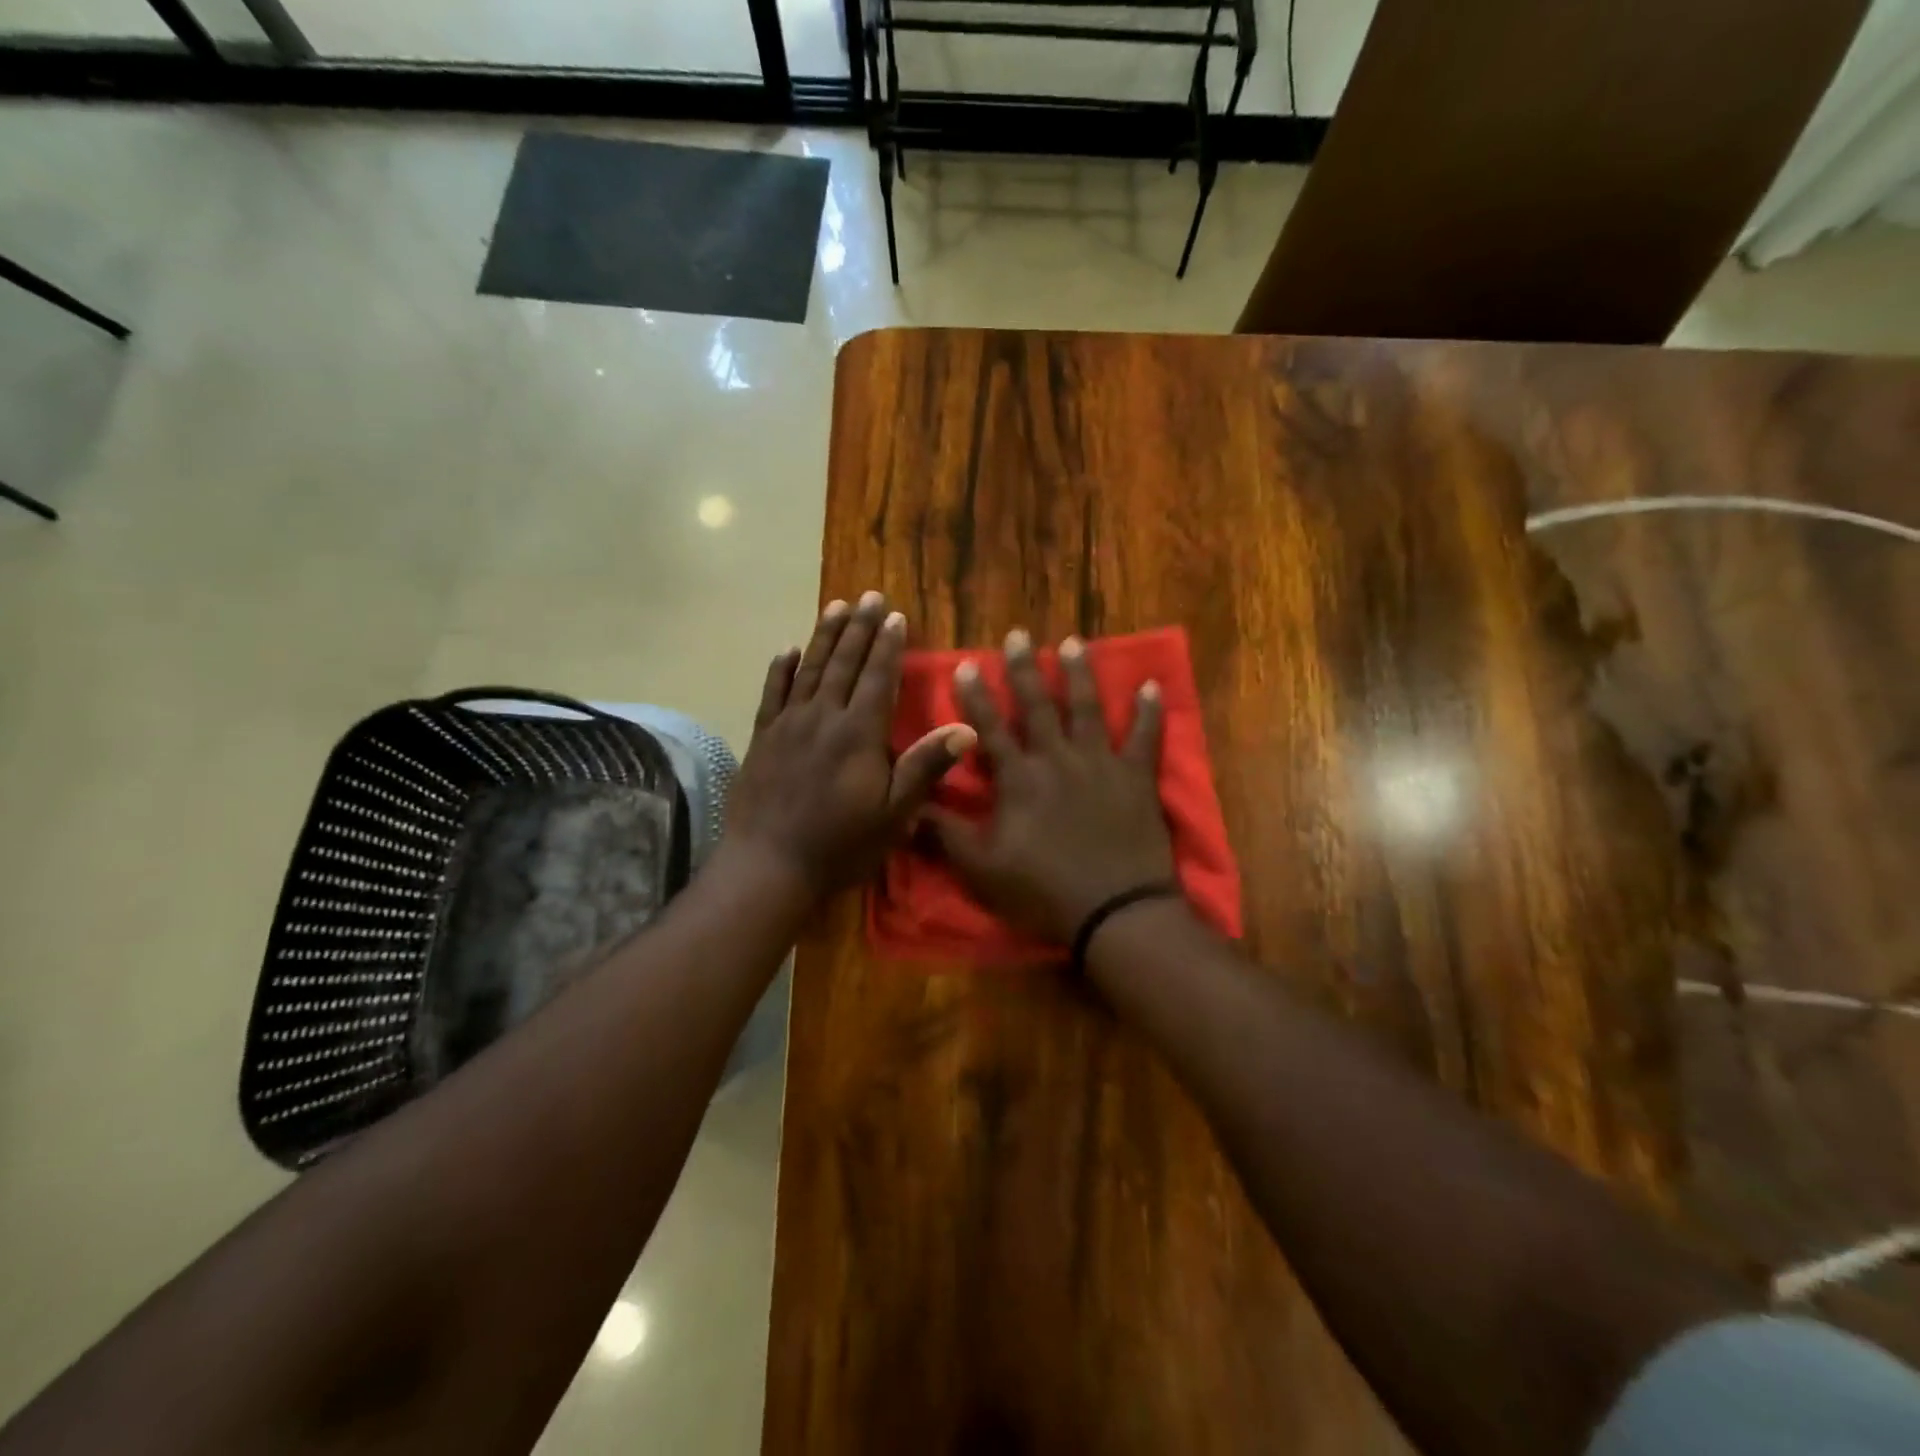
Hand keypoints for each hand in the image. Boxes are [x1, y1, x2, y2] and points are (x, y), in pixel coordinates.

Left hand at [727, 592, 976, 898]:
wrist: (769, 865)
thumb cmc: (840, 844)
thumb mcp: (894, 813)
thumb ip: (925, 767)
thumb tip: (967, 728)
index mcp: (858, 733)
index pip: (878, 678)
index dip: (888, 645)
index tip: (894, 615)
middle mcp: (823, 717)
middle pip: (844, 663)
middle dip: (859, 628)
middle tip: (868, 596)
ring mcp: (788, 725)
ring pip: (809, 669)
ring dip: (824, 636)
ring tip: (835, 606)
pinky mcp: (762, 738)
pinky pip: (772, 693)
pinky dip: (781, 669)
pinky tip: (787, 650)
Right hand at [926, 629, 1174, 943]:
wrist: (1114, 911)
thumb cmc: (1042, 891)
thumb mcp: (981, 869)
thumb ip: (945, 834)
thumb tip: (907, 807)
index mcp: (1020, 778)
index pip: (990, 728)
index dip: (976, 697)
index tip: (967, 664)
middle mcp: (1059, 759)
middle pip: (1040, 706)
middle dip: (1025, 670)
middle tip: (1018, 636)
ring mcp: (1102, 765)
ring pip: (1089, 709)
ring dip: (1080, 674)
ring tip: (1073, 643)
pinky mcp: (1137, 779)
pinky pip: (1146, 738)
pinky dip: (1149, 711)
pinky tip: (1152, 685)